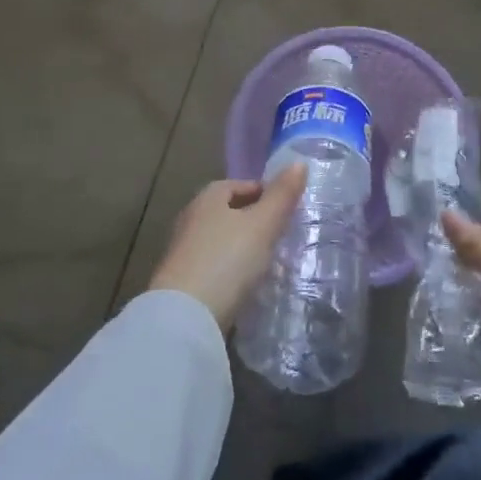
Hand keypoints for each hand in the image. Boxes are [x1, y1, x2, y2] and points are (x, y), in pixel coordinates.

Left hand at [148, 166, 306, 329]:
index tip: (288, 209)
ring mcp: (183, 251)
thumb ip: (282, 195)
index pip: (240, 185)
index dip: (265, 192)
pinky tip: (246, 285)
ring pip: (221, 240)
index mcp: (208, 197)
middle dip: (254, 220)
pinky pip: (214, 266)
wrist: (184, 318)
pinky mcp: (181, 281)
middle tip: (282, 235)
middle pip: (228, 212)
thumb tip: (299, 162)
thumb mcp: (262, 225)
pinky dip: (231, 270)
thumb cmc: (226, 261)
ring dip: (242, 247)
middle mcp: (191, 218)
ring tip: (269, 262)